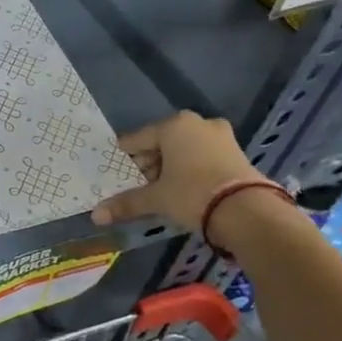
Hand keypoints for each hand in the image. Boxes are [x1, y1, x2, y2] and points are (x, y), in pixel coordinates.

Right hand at [91, 113, 258, 231]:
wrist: (246, 210)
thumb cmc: (191, 194)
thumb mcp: (156, 198)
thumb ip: (126, 203)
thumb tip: (95, 216)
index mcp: (173, 126)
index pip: (137, 139)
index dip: (124, 157)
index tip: (115, 171)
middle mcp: (197, 124)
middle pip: (162, 143)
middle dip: (149, 163)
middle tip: (138, 184)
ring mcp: (221, 136)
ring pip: (184, 150)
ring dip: (170, 167)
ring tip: (160, 190)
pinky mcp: (236, 152)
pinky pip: (202, 157)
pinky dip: (190, 169)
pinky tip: (183, 189)